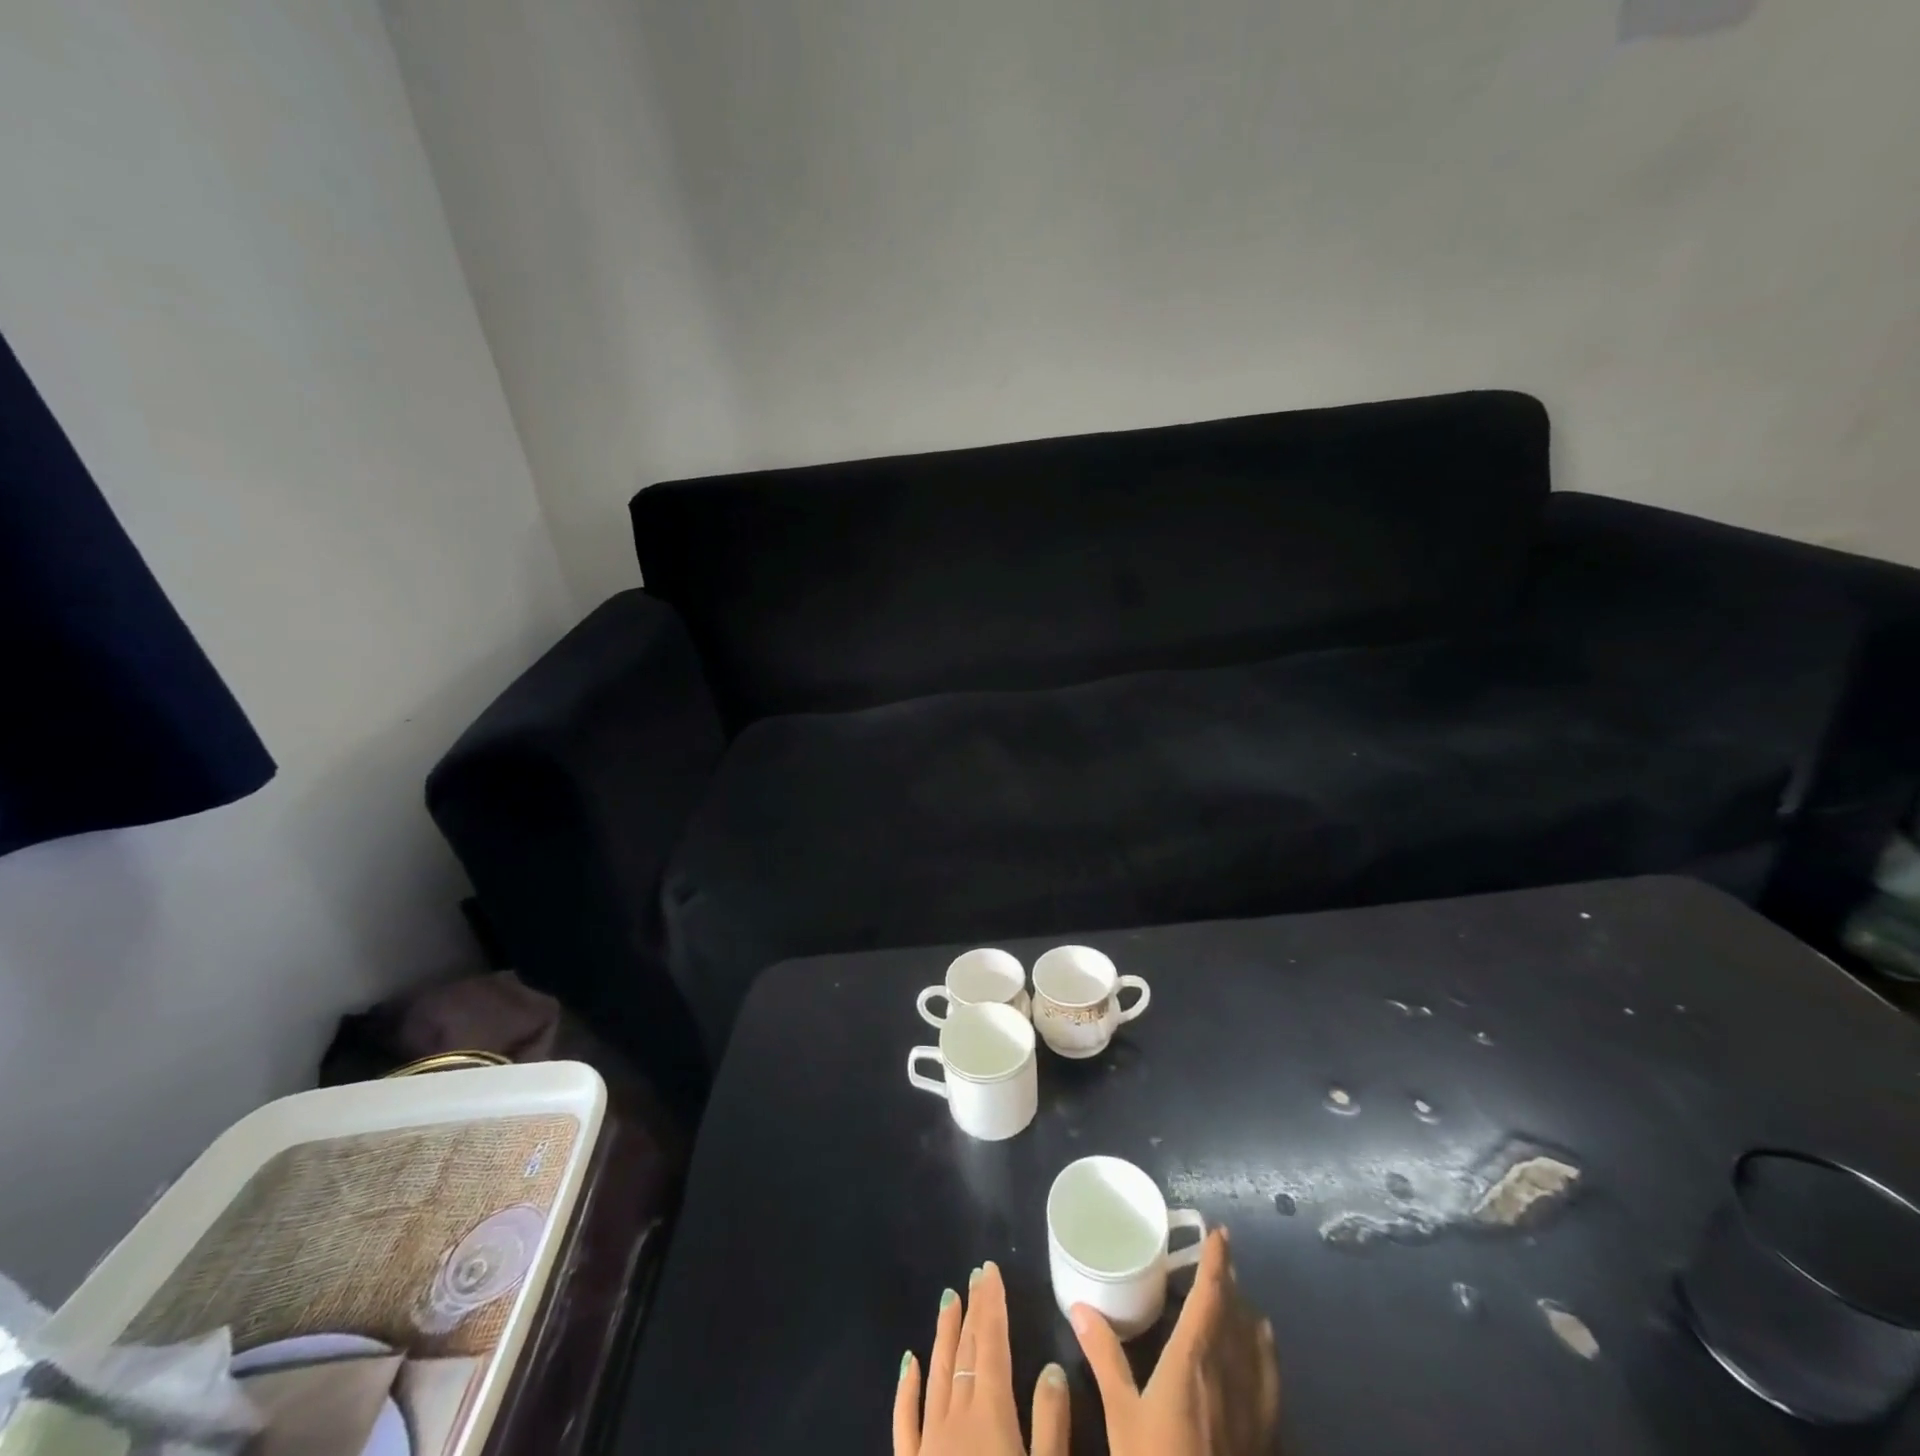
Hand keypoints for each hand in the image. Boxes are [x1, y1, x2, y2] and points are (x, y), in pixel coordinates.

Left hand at [895, 1262, 1069, 1455]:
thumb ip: (1050, 1426)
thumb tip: (1052, 1368)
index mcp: (991, 1417)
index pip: (991, 1346)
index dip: (992, 1306)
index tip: (990, 1272)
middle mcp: (955, 1420)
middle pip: (965, 1354)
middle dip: (972, 1312)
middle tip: (975, 1277)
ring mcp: (928, 1445)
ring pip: (936, 1375)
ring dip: (944, 1336)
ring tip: (947, 1300)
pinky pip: (906, 1422)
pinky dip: (908, 1388)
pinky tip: (909, 1363)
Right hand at [1071, 1228, 1280, 1455]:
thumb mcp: (1122, 1417)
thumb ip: (1105, 1357)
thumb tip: (1080, 1306)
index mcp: (1194, 1358)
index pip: (1211, 1295)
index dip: (1217, 1261)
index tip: (1221, 1233)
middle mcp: (1229, 1371)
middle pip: (1237, 1314)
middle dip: (1230, 1284)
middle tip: (1217, 1264)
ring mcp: (1253, 1406)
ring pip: (1257, 1344)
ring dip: (1247, 1315)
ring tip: (1238, 1302)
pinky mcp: (1265, 1436)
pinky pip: (1269, 1378)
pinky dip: (1263, 1353)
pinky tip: (1259, 1356)